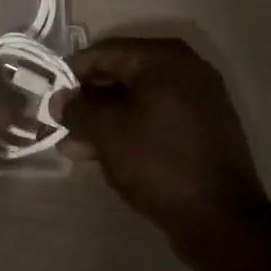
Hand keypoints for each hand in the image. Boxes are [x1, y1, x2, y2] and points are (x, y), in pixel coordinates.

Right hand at [50, 37, 270, 260]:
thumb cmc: (157, 161)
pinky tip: (105, 154)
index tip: (50, 94)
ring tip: (74, 147)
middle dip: (89, 100)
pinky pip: (158, 118)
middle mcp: (186, 68)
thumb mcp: (106, 132)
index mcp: (163, 58)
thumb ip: (78, 109)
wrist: (220, 218)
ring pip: (139, 100)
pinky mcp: (206, 128)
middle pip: (123, 74)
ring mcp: (200, 99)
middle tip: (60, 122)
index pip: (105, 52)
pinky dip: (132, 129)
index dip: (72, 72)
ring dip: (106, 120)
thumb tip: (59, 100)